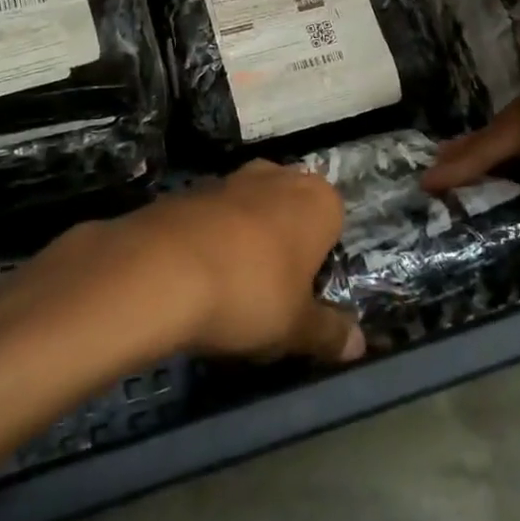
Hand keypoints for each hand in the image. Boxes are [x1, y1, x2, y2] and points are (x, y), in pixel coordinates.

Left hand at [17, 160, 364, 363]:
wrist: (160, 269)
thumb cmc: (250, 293)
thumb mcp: (296, 327)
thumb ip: (329, 333)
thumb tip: (359, 344)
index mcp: (317, 199)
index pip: (334, 225)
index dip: (320, 263)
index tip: (303, 299)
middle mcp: (277, 176)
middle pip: (289, 214)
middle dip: (282, 248)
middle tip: (269, 297)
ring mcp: (229, 178)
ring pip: (248, 214)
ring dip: (243, 245)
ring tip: (227, 295)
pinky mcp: (187, 191)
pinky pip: (210, 220)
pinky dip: (207, 244)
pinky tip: (193, 282)